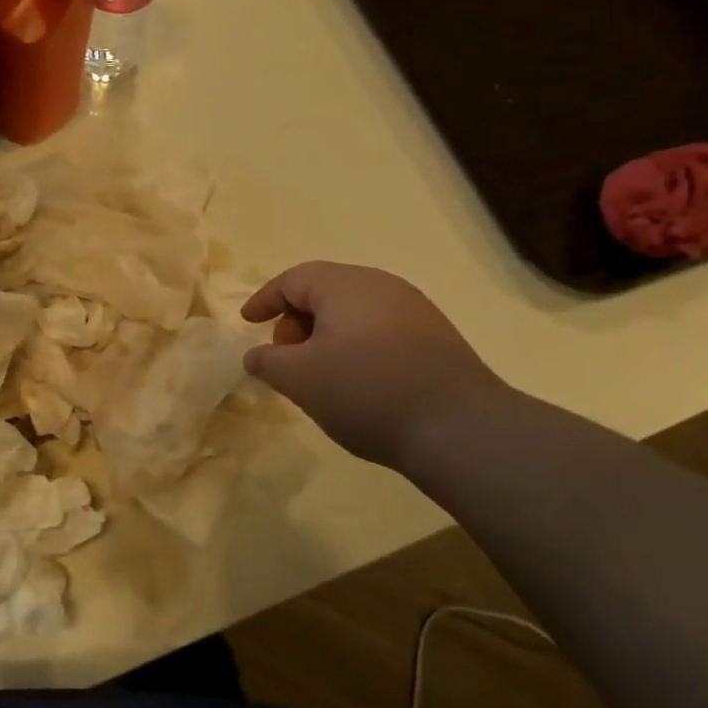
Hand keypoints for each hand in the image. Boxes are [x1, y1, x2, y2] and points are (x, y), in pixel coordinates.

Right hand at [241, 263, 508, 470]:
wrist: (460, 428)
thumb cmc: (365, 391)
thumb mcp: (298, 378)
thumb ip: (267, 361)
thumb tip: (257, 355)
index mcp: (344, 285)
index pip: (292, 279)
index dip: (265, 299)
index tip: (247, 322)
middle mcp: (381, 286)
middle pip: (325, 291)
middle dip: (296, 320)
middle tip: (285, 357)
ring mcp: (414, 310)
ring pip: (354, 312)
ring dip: (326, 336)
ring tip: (318, 374)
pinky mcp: (436, 338)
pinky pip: (380, 330)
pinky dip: (355, 347)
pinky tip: (357, 382)